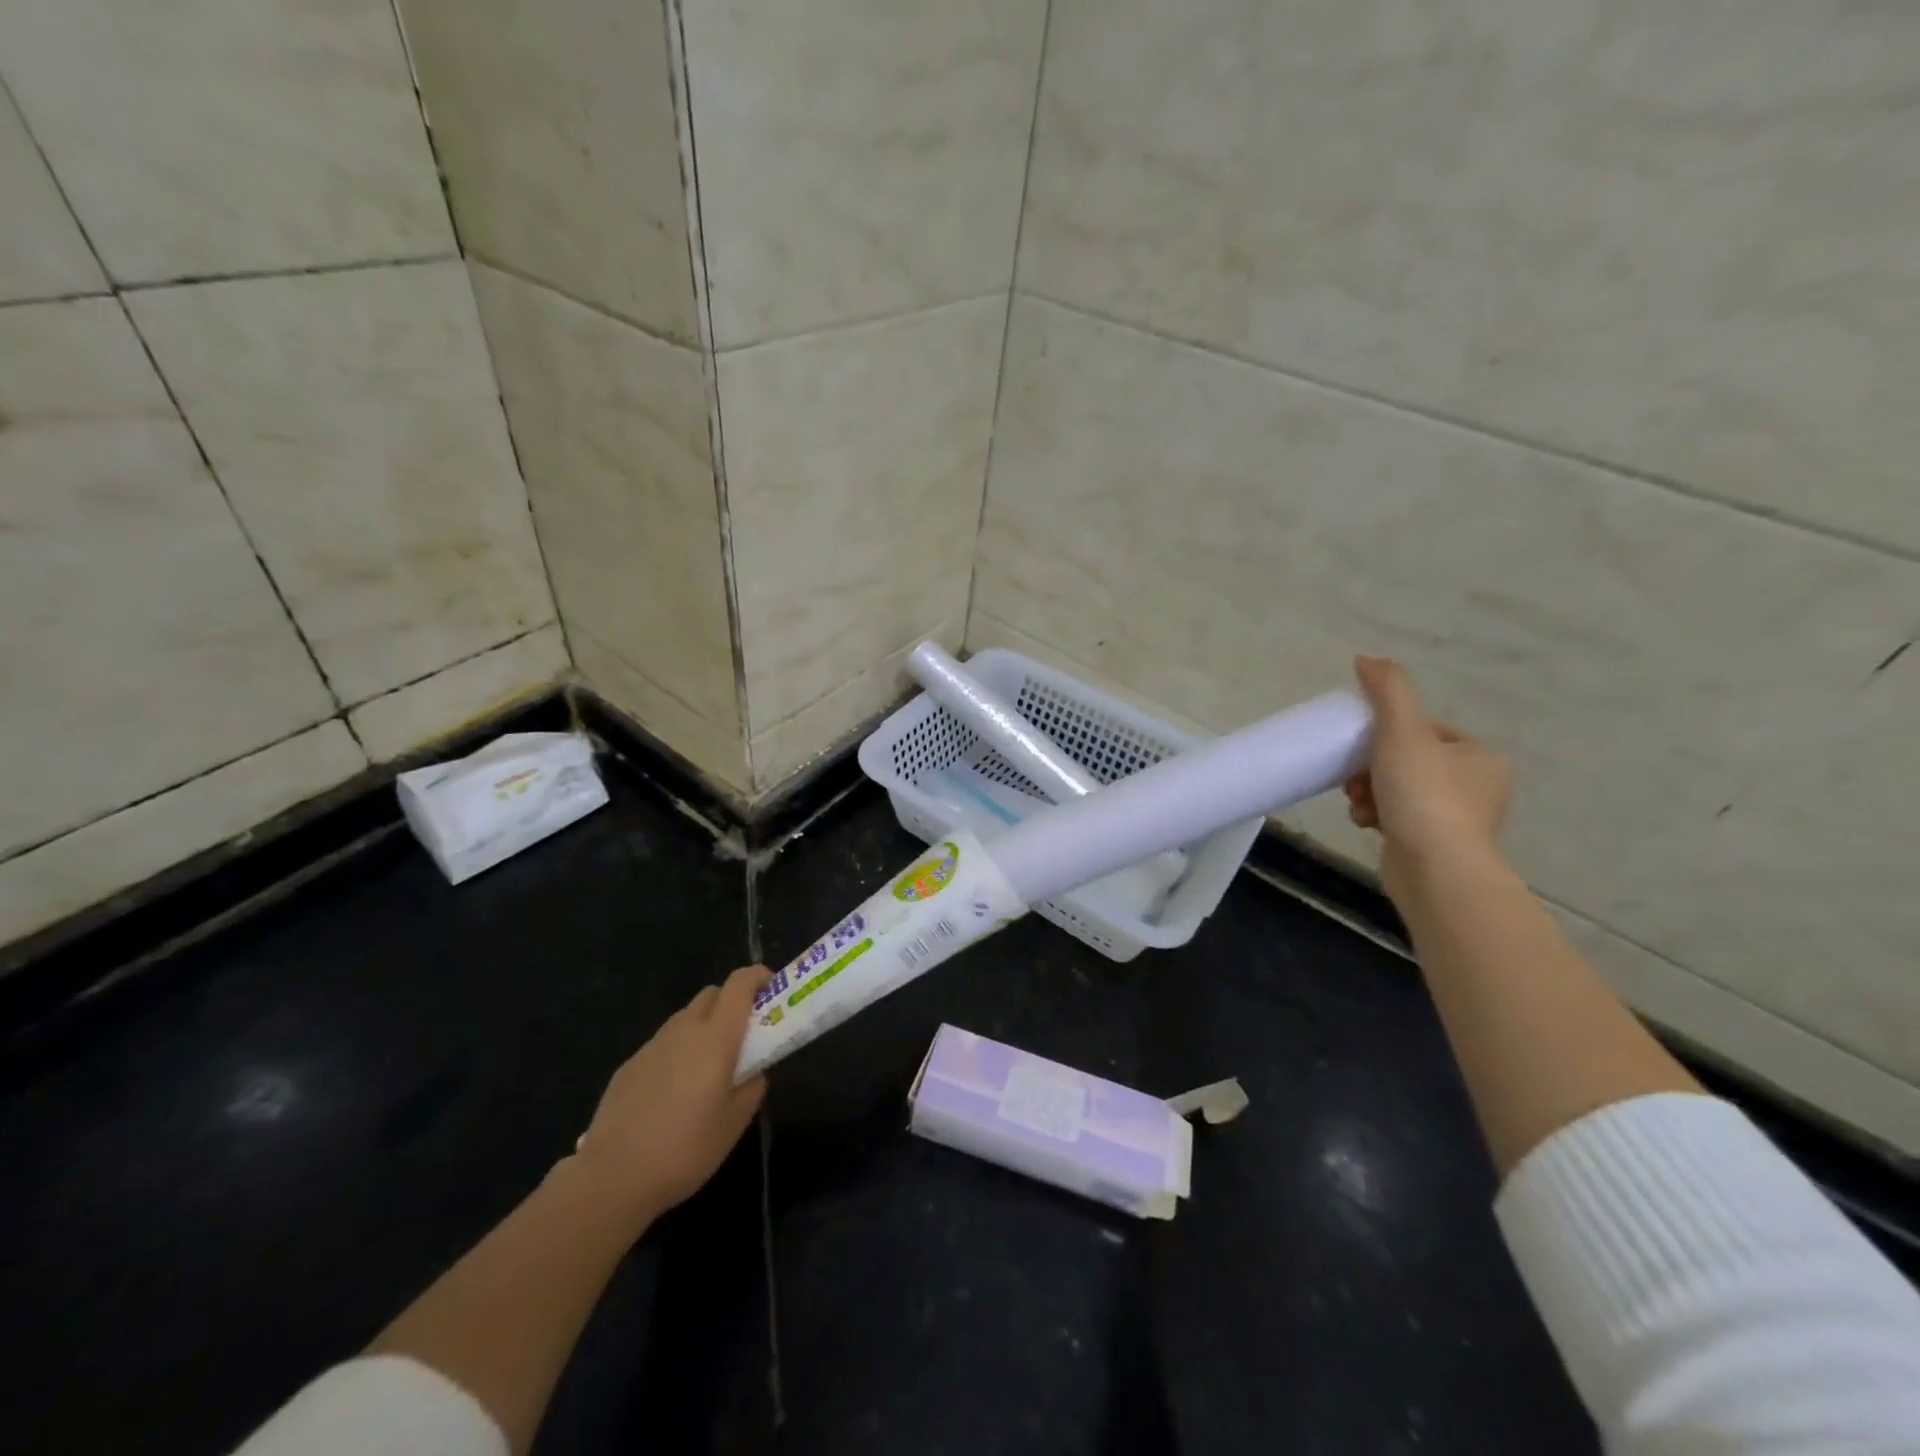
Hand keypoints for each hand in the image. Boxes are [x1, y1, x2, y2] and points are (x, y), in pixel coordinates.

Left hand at [571, 965, 769, 1224]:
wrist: (612, 1177)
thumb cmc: (685, 1149)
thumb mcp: (734, 1123)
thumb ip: (752, 1087)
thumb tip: (753, 1071)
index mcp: (716, 1037)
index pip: (740, 984)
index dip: (759, 977)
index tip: (772, 990)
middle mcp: (684, 1029)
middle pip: (713, 994)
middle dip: (732, 1003)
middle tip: (743, 1036)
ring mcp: (653, 1045)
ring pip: (686, 1018)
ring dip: (704, 1028)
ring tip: (707, 1070)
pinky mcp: (629, 1065)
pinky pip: (663, 1044)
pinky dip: (678, 1052)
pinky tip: (673, 1094)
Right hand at [1343, 656, 1510, 901]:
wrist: (1436, 871)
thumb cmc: (1423, 796)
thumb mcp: (1402, 733)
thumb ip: (1387, 692)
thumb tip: (1367, 658)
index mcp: (1479, 756)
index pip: (1424, 731)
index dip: (1386, 735)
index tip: (1363, 748)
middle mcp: (1477, 786)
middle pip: (1406, 761)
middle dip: (1370, 768)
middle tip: (1353, 779)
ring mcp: (1458, 820)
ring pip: (1397, 790)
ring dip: (1367, 791)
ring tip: (1357, 803)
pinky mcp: (1436, 846)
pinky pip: (1397, 818)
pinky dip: (1376, 815)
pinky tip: (1365, 823)